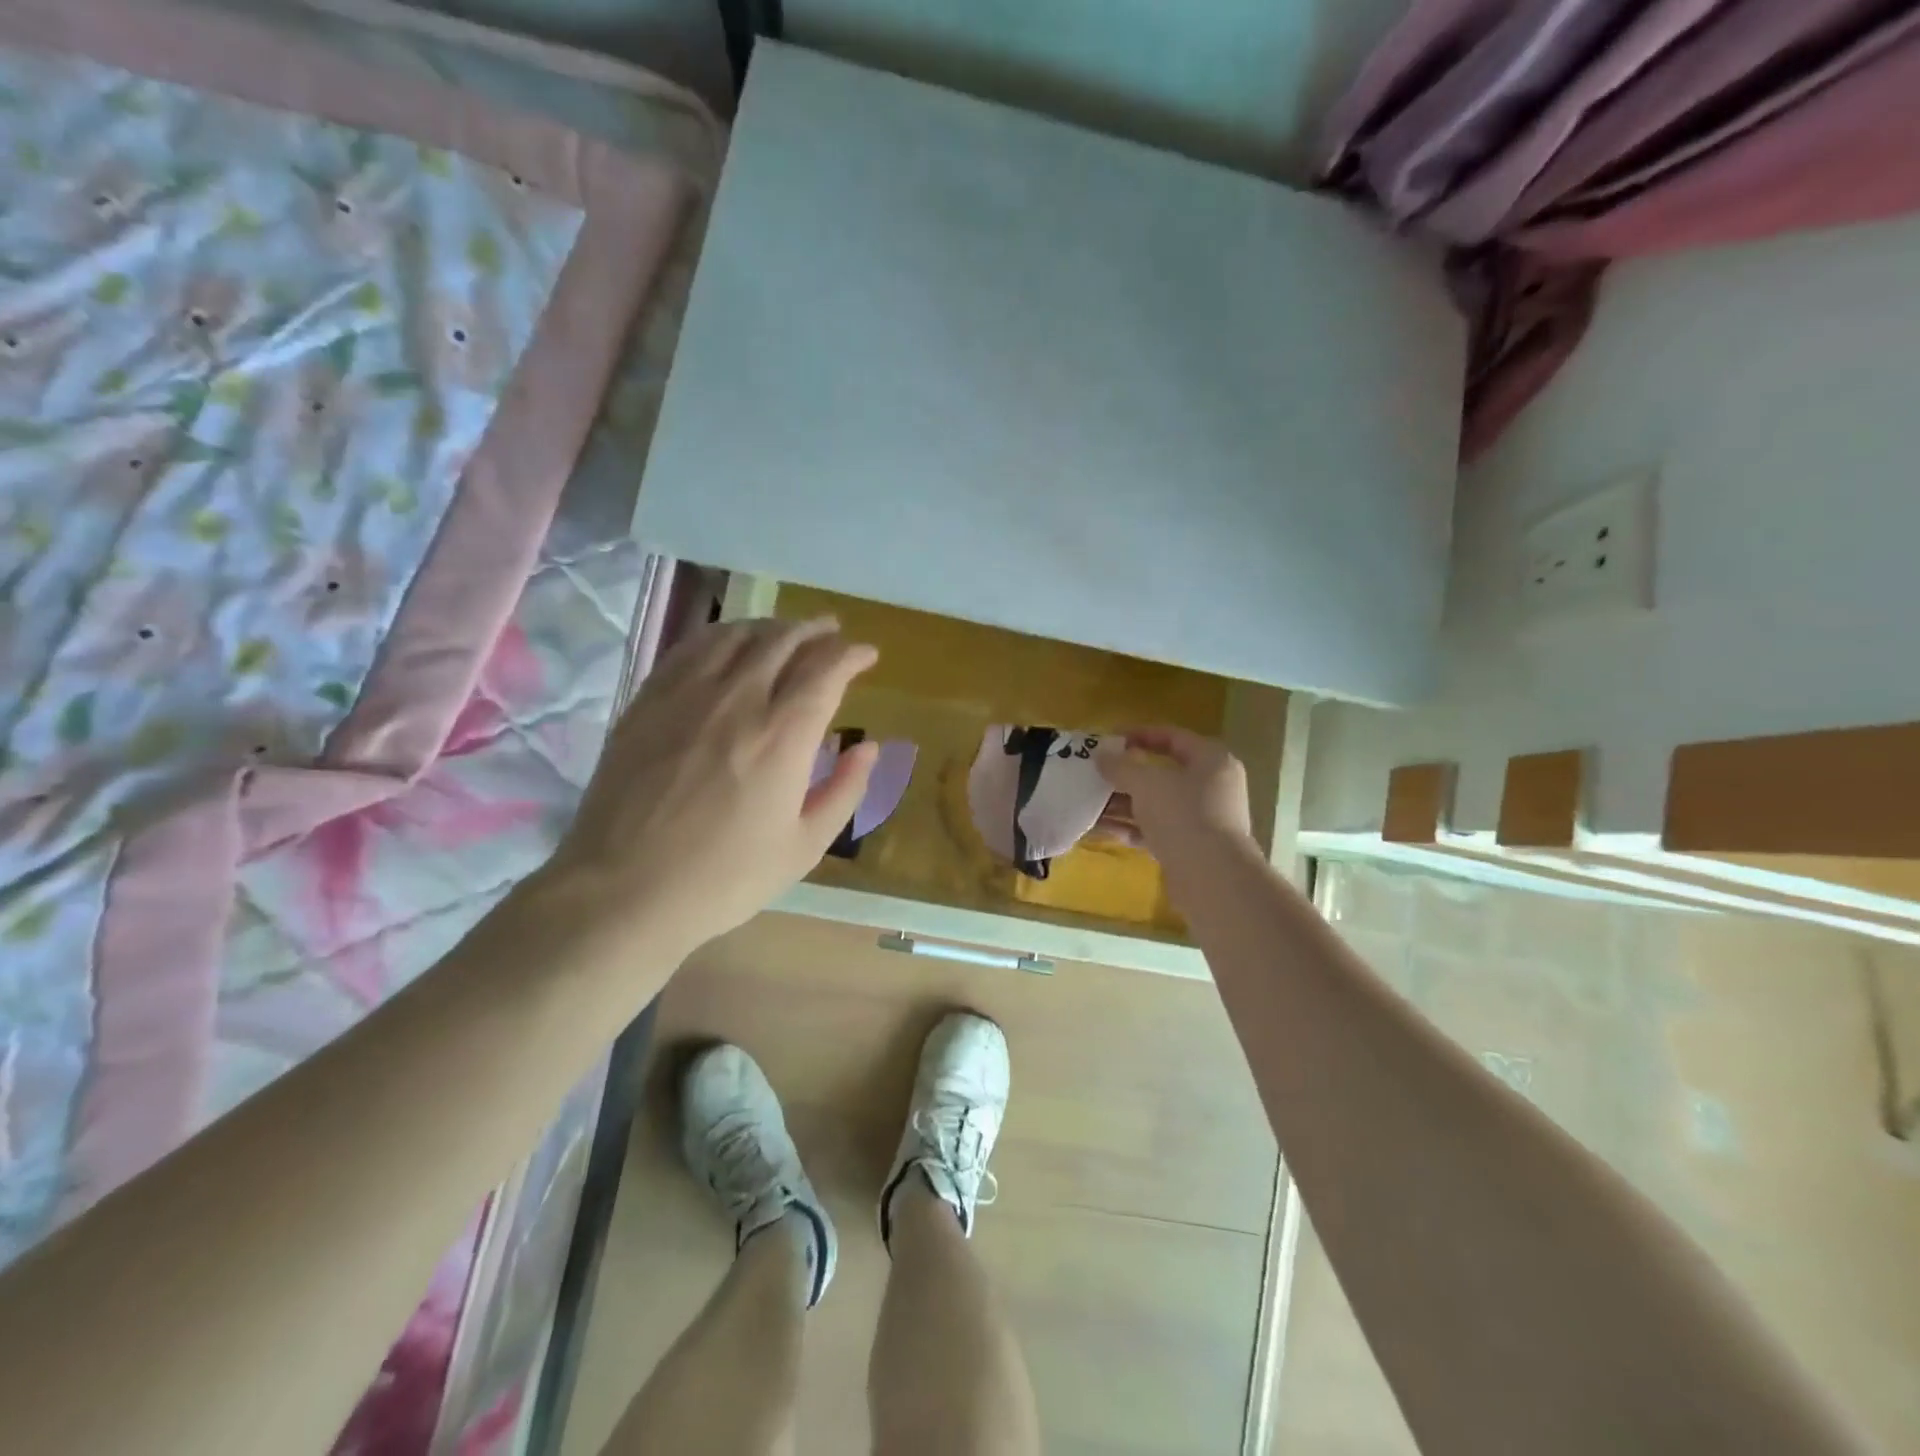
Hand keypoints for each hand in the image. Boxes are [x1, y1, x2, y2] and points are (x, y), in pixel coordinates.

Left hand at [547, 617, 877, 955]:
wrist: (623, 890)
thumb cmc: (724, 878)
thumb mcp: (804, 847)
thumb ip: (845, 791)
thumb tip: (869, 747)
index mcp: (783, 735)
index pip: (826, 669)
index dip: (852, 654)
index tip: (866, 654)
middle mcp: (738, 699)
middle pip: (783, 640)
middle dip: (815, 630)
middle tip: (832, 633)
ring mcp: (686, 694)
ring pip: (736, 635)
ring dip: (770, 627)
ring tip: (786, 633)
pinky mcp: (648, 701)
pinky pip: (691, 648)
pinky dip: (722, 635)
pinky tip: (728, 643)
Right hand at [1094, 727, 1253, 872]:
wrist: (1211, 879)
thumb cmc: (1183, 815)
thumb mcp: (1147, 783)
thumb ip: (1121, 766)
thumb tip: (1101, 755)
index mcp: (1211, 761)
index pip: (1172, 737)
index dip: (1139, 735)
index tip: (1108, 739)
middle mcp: (1211, 787)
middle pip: (1162, 773)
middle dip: (1125, 774)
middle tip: (1094, 773)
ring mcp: (1201, 819)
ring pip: (1155, 804)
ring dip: (1122, 802)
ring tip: (1087, 801)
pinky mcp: (1188, 848)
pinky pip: (1153, 830)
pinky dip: (1129, 827)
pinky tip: (1098, 828)